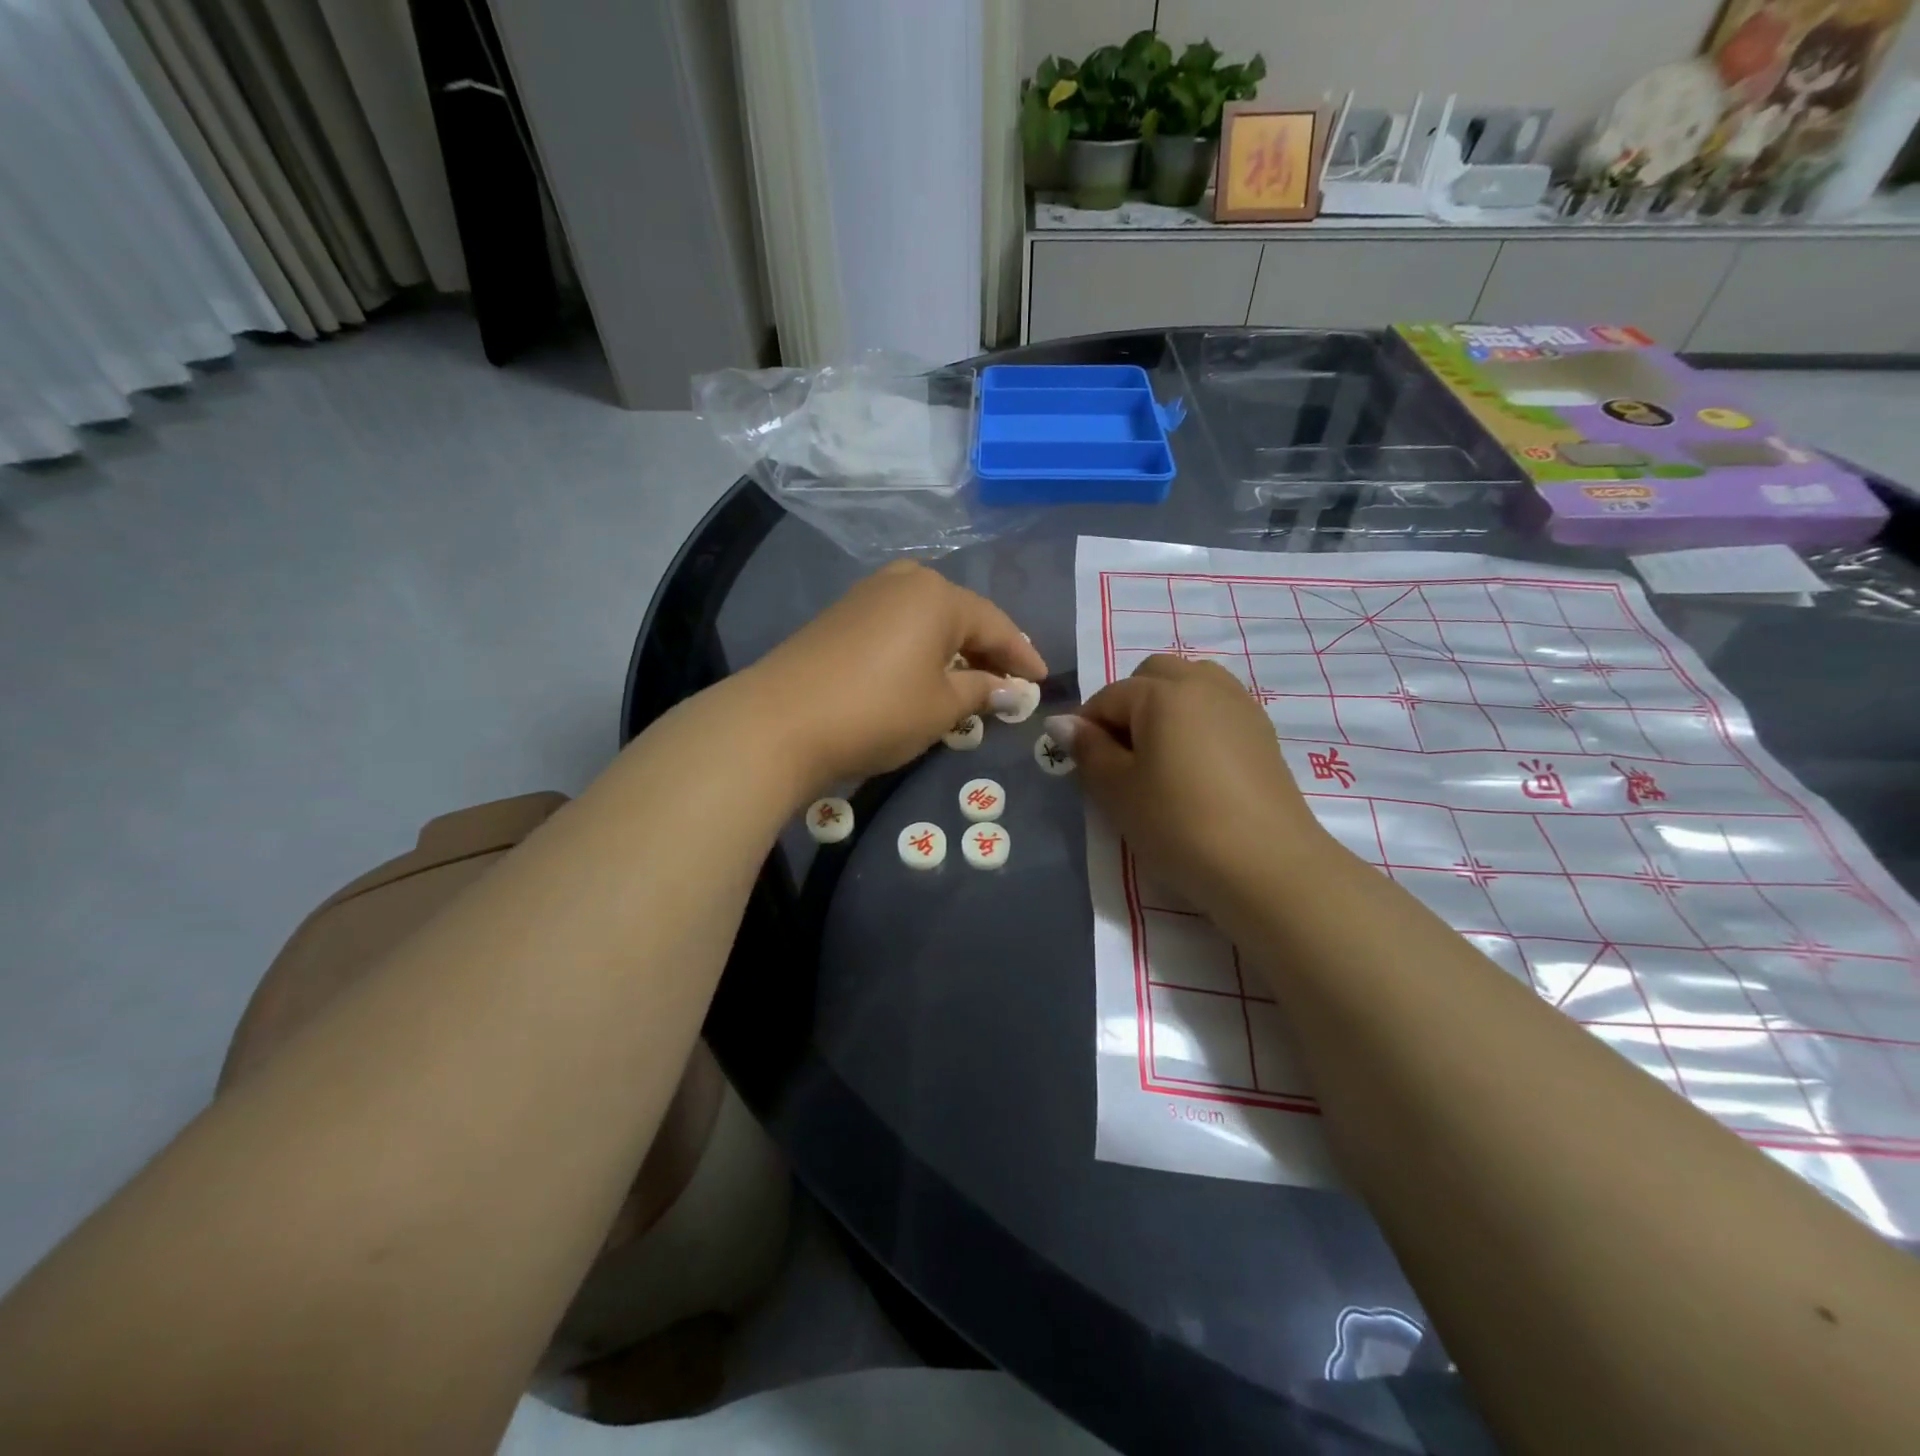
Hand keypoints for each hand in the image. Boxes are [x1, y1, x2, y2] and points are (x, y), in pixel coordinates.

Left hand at [743, 561, 1047, 788]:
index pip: (996, 625)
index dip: (1022, 656)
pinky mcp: (840, 615)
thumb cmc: (878, 711)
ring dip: (952, 646)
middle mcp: (905, 582)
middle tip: (1008, 678)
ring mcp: (868, 595)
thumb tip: (1012, 690)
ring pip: (927, 617)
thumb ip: (982, 692)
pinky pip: (898, 624)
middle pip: (961, 614)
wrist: (780, 721)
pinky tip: (923, 671)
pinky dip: (920, 646)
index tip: (1042, 682)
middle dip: (987, 647)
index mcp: (939, 596)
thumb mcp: (941, 707)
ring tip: (969, 676)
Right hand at [1062, 655, 1330, 921]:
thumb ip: (1088, 750)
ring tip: (1160, 757)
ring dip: (1166, 707)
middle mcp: (1204, 684)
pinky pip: (1218, 708)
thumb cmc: (1178, 824)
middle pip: (1153, 675)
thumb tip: (1062, 723)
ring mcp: (1240, 705)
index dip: (1087, 728)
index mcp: (1163, 692)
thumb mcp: (1118, 791)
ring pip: (1191, 684)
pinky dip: (1197, 723)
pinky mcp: (1263, 732)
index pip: (1108, 697)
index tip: (1083, 766)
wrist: (1266, 865)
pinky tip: (1196, 768)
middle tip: (1123, 756)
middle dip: (1129, 704)